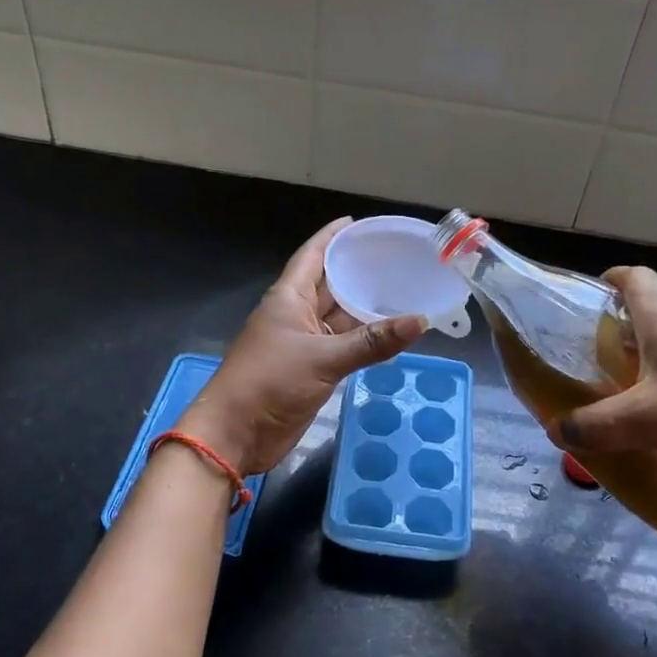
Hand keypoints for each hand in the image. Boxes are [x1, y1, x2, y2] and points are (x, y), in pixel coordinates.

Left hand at [182, 218, 427, 474]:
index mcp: (288, 297)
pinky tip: (389, 334)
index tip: (358, 223)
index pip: (312, 255)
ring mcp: (302, 343)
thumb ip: (372, 342)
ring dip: (364, 308)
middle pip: (329, 285)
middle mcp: (295, 314)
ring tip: (402, 292)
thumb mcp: (323, 358)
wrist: (236, 433)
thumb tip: (420, 321)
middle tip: (397, 260)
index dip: (332, 236)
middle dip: (357, 272)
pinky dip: (363, 340)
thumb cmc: (270, 382)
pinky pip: (341, 346)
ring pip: (338, 318)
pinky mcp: (310, 370)